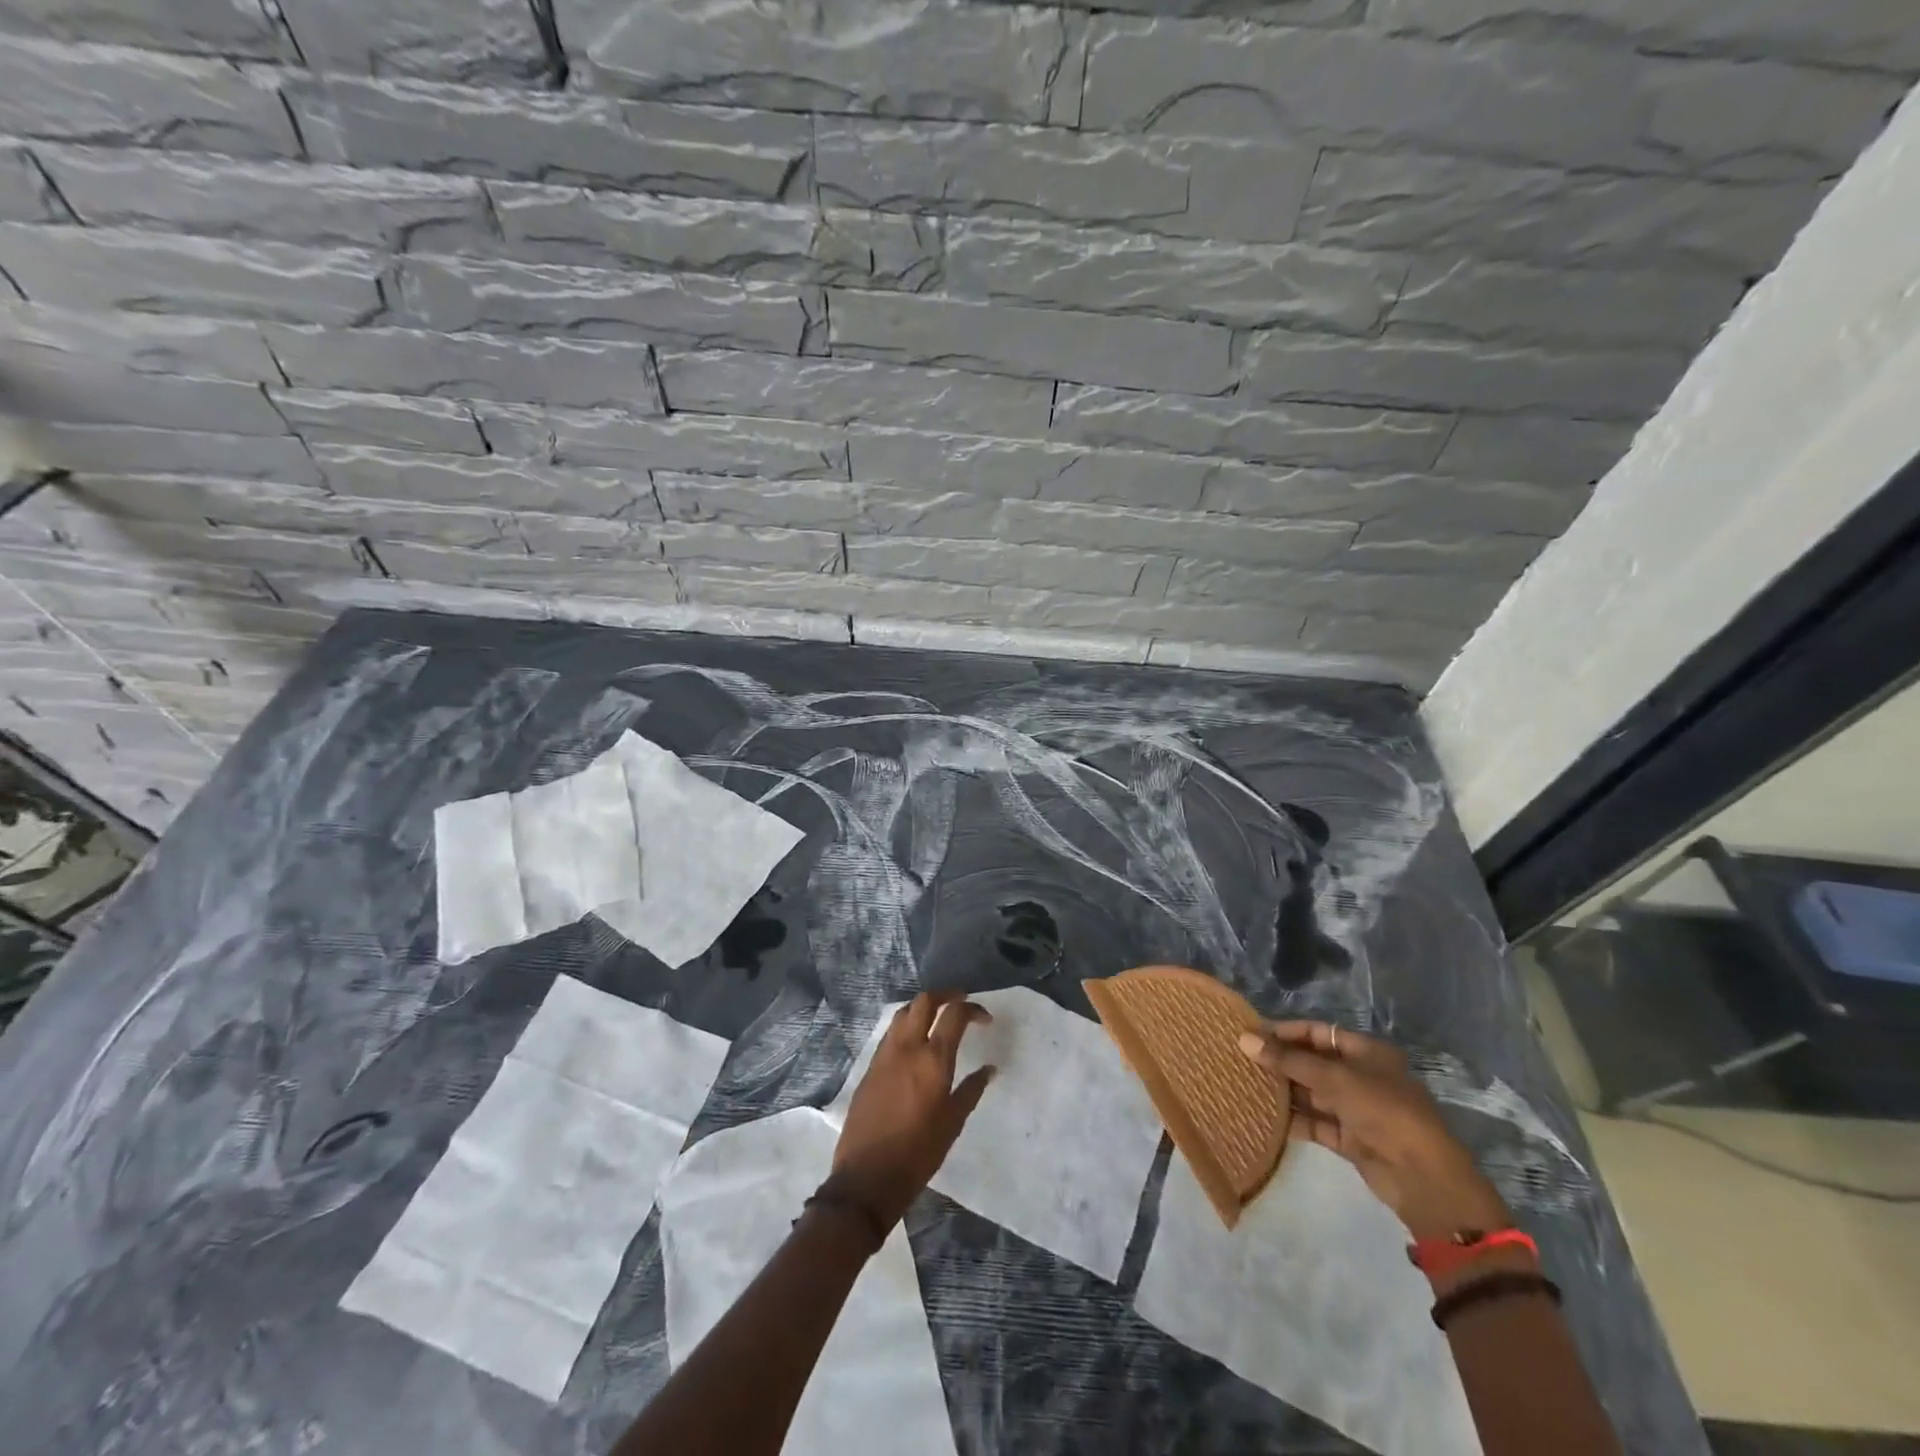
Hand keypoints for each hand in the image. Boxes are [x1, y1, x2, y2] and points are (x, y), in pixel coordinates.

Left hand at [830, 992, 995, 1229]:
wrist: (867, 1177)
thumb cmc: (918, 1153)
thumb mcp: (952, 1123)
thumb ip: (971, 1090)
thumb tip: (989, 1069)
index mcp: (932, 1059)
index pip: (954, 1015)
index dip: (972, 1009)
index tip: (985, 1019)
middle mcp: (907, 1048)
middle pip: (924, 1001)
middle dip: (945, 995)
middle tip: (960, 1001)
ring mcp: (884, 1055)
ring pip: (903, 1013)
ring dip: (922, 1007)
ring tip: (937, 1017)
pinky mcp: (870, 1067)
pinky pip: (890, 1033)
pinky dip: (906, 1026)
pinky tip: (915, 1042)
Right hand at [1240, 1021, 1510, 1242]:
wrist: (1422, 1177)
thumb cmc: (1382, 1110)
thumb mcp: (1333, 1077)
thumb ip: (1287, 1060)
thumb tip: (1244, 1039)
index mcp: (1366, 1052)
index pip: (1318, 1033)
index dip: (1285, 1032)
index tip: (1252, 1034)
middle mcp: (1361, 1077)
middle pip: (1313, 1063)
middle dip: (1280, 1062)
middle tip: (1241, 1059)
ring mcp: (1356, 1110)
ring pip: (1312, 1094)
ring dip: (1283, 1091)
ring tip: (1245, 1085)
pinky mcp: (1351, 1140)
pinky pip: (1315, 1123)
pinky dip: (1293, 1120)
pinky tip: (1263, 1115)